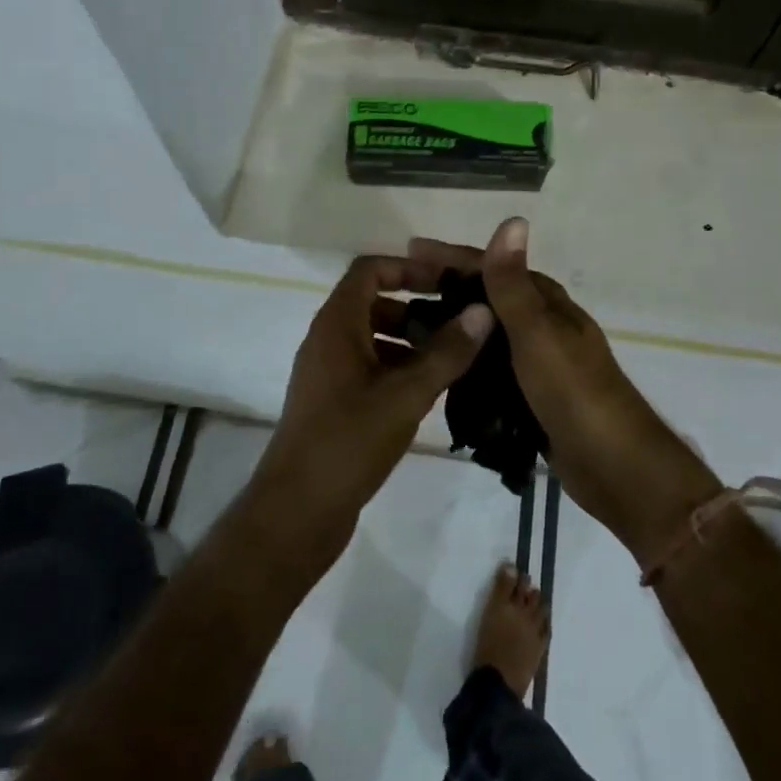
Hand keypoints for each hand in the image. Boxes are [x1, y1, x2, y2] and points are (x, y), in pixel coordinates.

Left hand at [252, 255, 491, 572]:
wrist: (296, 512)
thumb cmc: (348, 441)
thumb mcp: (405, 394)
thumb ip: (447, 351)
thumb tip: (484, 310)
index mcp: (336, 324)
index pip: (370, 269)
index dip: (408, 267)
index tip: (447, 282)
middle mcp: (328, 340)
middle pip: (374, 302)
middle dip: (417, 307)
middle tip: (460, 323)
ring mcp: (328, 373)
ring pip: (374, 338)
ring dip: (412, 341)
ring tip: (455, 358)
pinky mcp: (334, 403)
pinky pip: (370, 368)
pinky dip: (400, 368)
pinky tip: (433, 391)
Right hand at [409, 219, 720, 566]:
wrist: (614, 465)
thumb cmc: (573, 391)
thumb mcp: (537, 333)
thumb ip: (515, 284)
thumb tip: (513, 219)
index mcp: (546, 303)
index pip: (492, 266)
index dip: (451, 257)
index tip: (409, 252)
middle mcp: (542, 325)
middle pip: (487, 297)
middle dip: (446, 289)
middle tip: (398, 292)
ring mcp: (538, 361)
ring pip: (487, 333)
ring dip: (454, 325)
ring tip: (408, 330)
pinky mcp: (532, 395)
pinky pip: (491, 368)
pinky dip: (466, 361)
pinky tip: (440, 369)